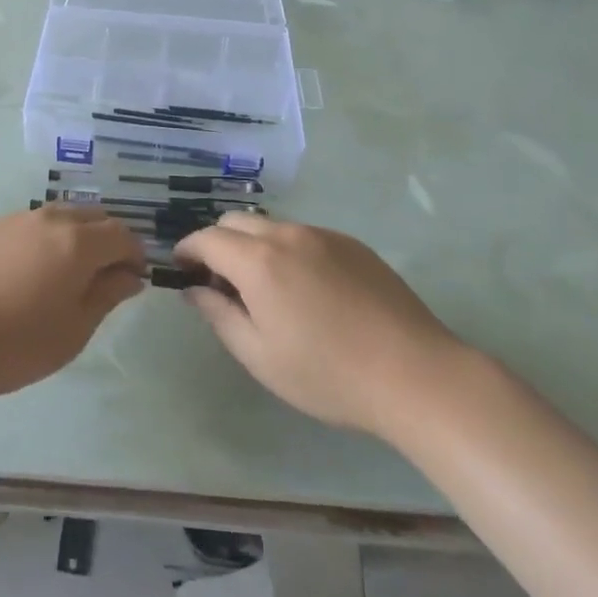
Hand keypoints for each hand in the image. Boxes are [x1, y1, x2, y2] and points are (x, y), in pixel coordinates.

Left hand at [0, 206, 146, 399]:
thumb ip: (106, 296)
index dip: (134, 254)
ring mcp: (13, 219)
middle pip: (91, 217)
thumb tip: (130, 276)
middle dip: (106, 240)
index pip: (121, 234)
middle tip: (102, 275)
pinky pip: (25, 225)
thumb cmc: (14, 343)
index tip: (133, 278)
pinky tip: (23, 272)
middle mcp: (48, 219)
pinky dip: (38, 240)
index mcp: (76, 242)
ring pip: (56, 216)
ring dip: (72, 236)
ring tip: (63, 273)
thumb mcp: (73, 330)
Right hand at [174, 213, 463, 435]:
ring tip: (266, 289)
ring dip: (253, 246)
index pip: (206, 238)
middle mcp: (287, 235)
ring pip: (271, 226)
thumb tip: (194, 289)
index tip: (181, 270)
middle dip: (217, 244)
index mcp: (258, 261)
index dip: (187, 250)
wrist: (415, 374)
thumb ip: (219, 315)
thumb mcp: (260, 356)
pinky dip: (287, 250)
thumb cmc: (328, 374)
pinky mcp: (352, 244)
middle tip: (221, 283)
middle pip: (236, 222)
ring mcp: (323, 235)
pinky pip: (304, 236)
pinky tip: (307, 290)